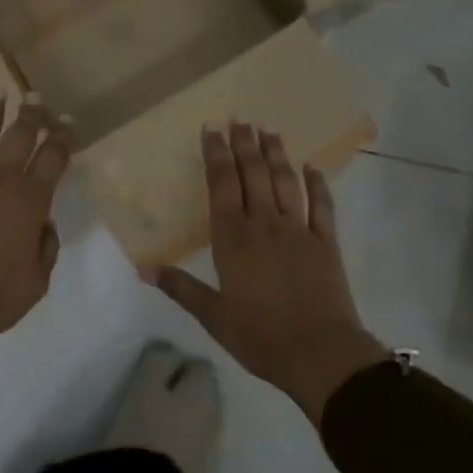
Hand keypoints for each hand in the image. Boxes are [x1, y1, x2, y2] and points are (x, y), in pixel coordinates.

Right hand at [146, 123, 386, 423]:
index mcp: (233, 238)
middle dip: (245, 144)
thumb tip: (145, 268)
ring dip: (277, 154)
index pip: (222, 185)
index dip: (216, 155)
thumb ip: (182, 288)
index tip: (212, 129)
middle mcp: (265, 224)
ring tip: (269, 130)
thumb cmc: (260, 336)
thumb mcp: (213, 316)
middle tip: (240, 119)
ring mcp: (299, 230)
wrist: (320, 352)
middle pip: (254, 174)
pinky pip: (322, 205)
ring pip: (286, 181)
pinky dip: (318, 183)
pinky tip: (313, 167)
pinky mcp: (327, 242)